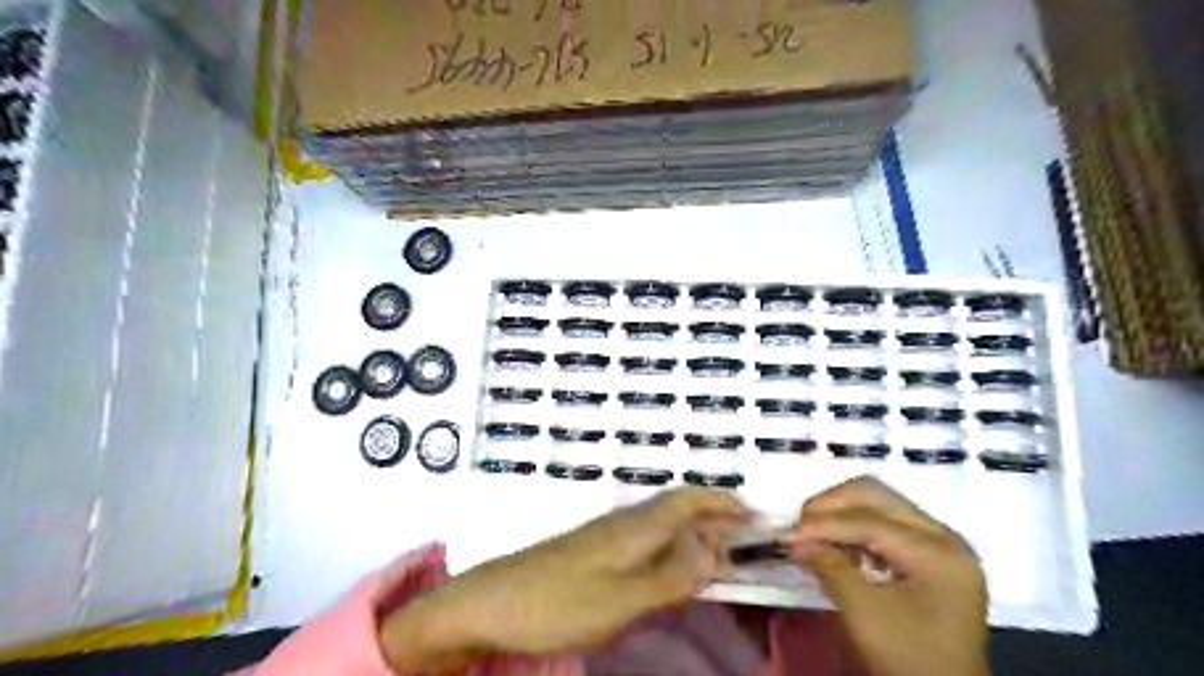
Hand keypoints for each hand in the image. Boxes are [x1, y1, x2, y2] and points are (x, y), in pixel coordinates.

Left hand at [383, 490, 743, 669]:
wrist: (490, 603)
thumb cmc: (556, 603)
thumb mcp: (620, 600)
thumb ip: (669, 577)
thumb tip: (712, 549)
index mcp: (635, 529)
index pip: (688, 502)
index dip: (721, 502)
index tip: (754, 511)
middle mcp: (624, 523)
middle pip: (677, 507)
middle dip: (712, 512)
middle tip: (745, 529)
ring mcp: (605, 535)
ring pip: (661, 521)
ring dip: (693, 526)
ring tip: (718, 544)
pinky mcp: (593, 551)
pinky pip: (646, 538)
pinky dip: (671, 543)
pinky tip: (671, 561)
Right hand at [792, 476, 987, 674]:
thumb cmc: (908, 659)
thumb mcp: (865, 615)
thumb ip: (829, 568)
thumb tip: (795, 541)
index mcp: (937, 552)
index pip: (869, 521)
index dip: (823, 524)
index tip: (787, 535)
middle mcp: (943, 536)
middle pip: (875, 495)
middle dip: (830, 506)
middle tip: (800, 526)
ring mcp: (938, 543)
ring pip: (878, 502)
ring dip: (840, 513)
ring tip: (814, 534)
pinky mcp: (928, 554)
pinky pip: (884, 521)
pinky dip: (854, 527)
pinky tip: (836, 545)